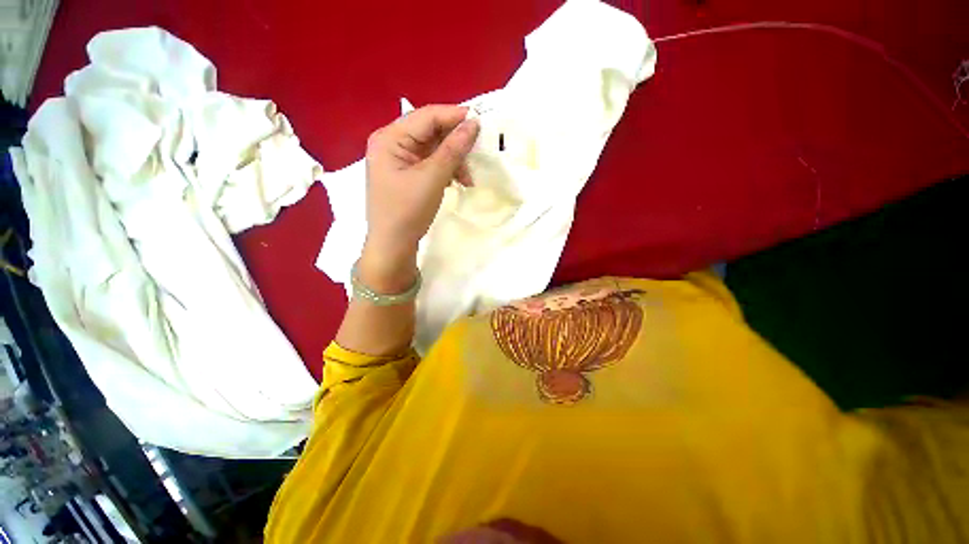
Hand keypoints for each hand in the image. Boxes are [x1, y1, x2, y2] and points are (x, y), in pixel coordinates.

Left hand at [359, 105, 479, 291]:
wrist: (393, 246)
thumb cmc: (408, 211)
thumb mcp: (432, 178)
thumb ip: (453, 149)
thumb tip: (473, 123)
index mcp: (390, 138)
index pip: (426, 116)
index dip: (454, 116)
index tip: (481, 122)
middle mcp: (392, 144)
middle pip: (430, 132)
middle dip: (455, 144)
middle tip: (477, 154)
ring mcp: (399, 161)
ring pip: (433, 149)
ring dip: (453, 160)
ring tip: (468, 179)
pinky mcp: (407, 175)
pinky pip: (431, 164)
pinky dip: (446, 170)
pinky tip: (457, 182)